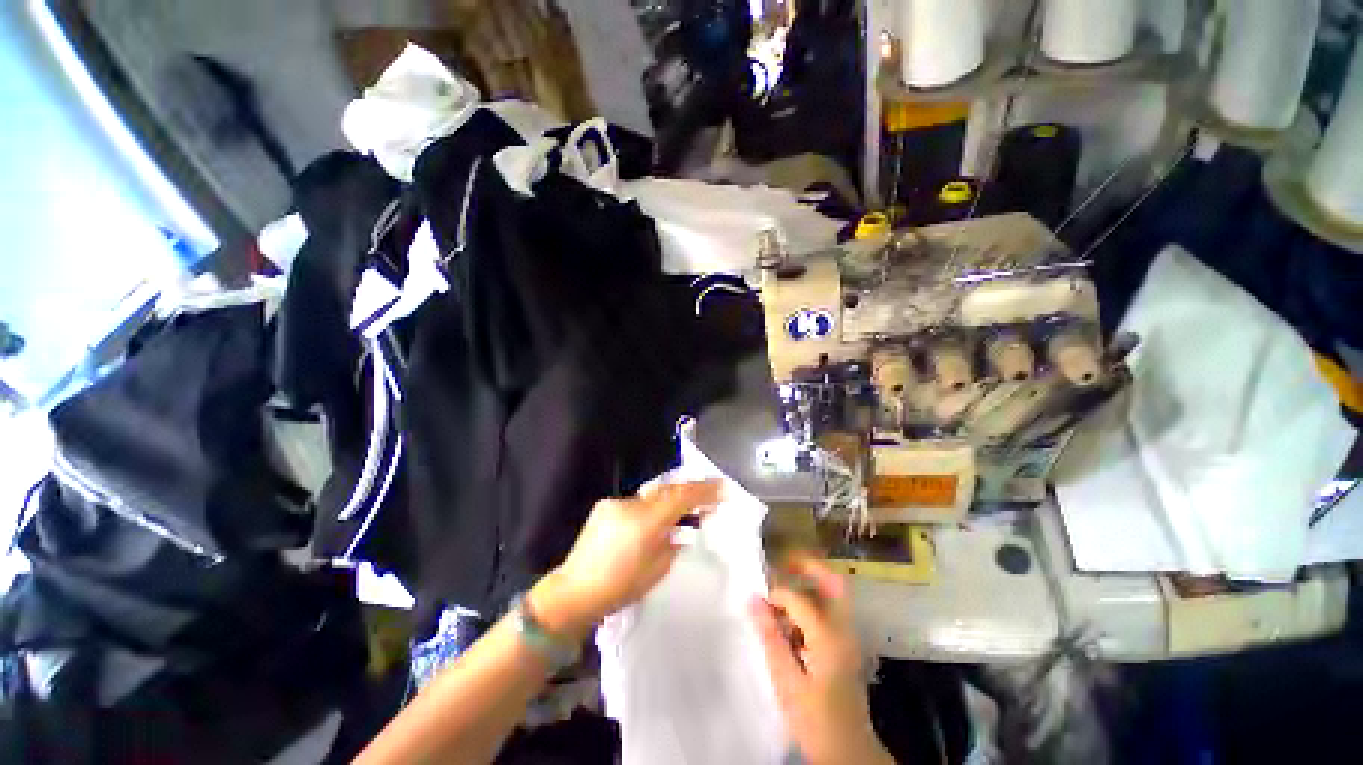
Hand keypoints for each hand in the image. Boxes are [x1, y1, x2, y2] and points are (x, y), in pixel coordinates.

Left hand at [529, 481, 722, 639]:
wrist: (574, 591)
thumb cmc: (620, 587)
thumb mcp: (657, 569)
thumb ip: (673, 544)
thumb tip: (682, 531)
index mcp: (646, 521)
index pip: (682, 497)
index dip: (705, 491)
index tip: (724, 488)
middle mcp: (632, 504)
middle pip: (668, 489)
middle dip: (691, 491)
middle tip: (711, 496)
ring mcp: (616, 503)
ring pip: (652, 495)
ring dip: (671, 500)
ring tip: (686, 510)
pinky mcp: (605, 507)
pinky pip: (636, 503)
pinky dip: (651, 508)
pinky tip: (655, 521)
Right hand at [751, 554, 892, 764]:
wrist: (848, 753)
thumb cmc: (814, 719)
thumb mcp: (786, 680)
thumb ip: (770, 636)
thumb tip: (753, 598)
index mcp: (829, 636)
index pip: (801, 598)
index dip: (777, 594)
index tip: (758, 601)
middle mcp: (844, 629)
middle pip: (834, 581)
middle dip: (808, 566)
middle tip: (783, 563)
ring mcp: (849, 637)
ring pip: (832, 595)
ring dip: (808, 587)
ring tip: (782, 597)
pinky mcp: (846, 646)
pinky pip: (830, 612)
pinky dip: (811, 606)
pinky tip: (792, 624)